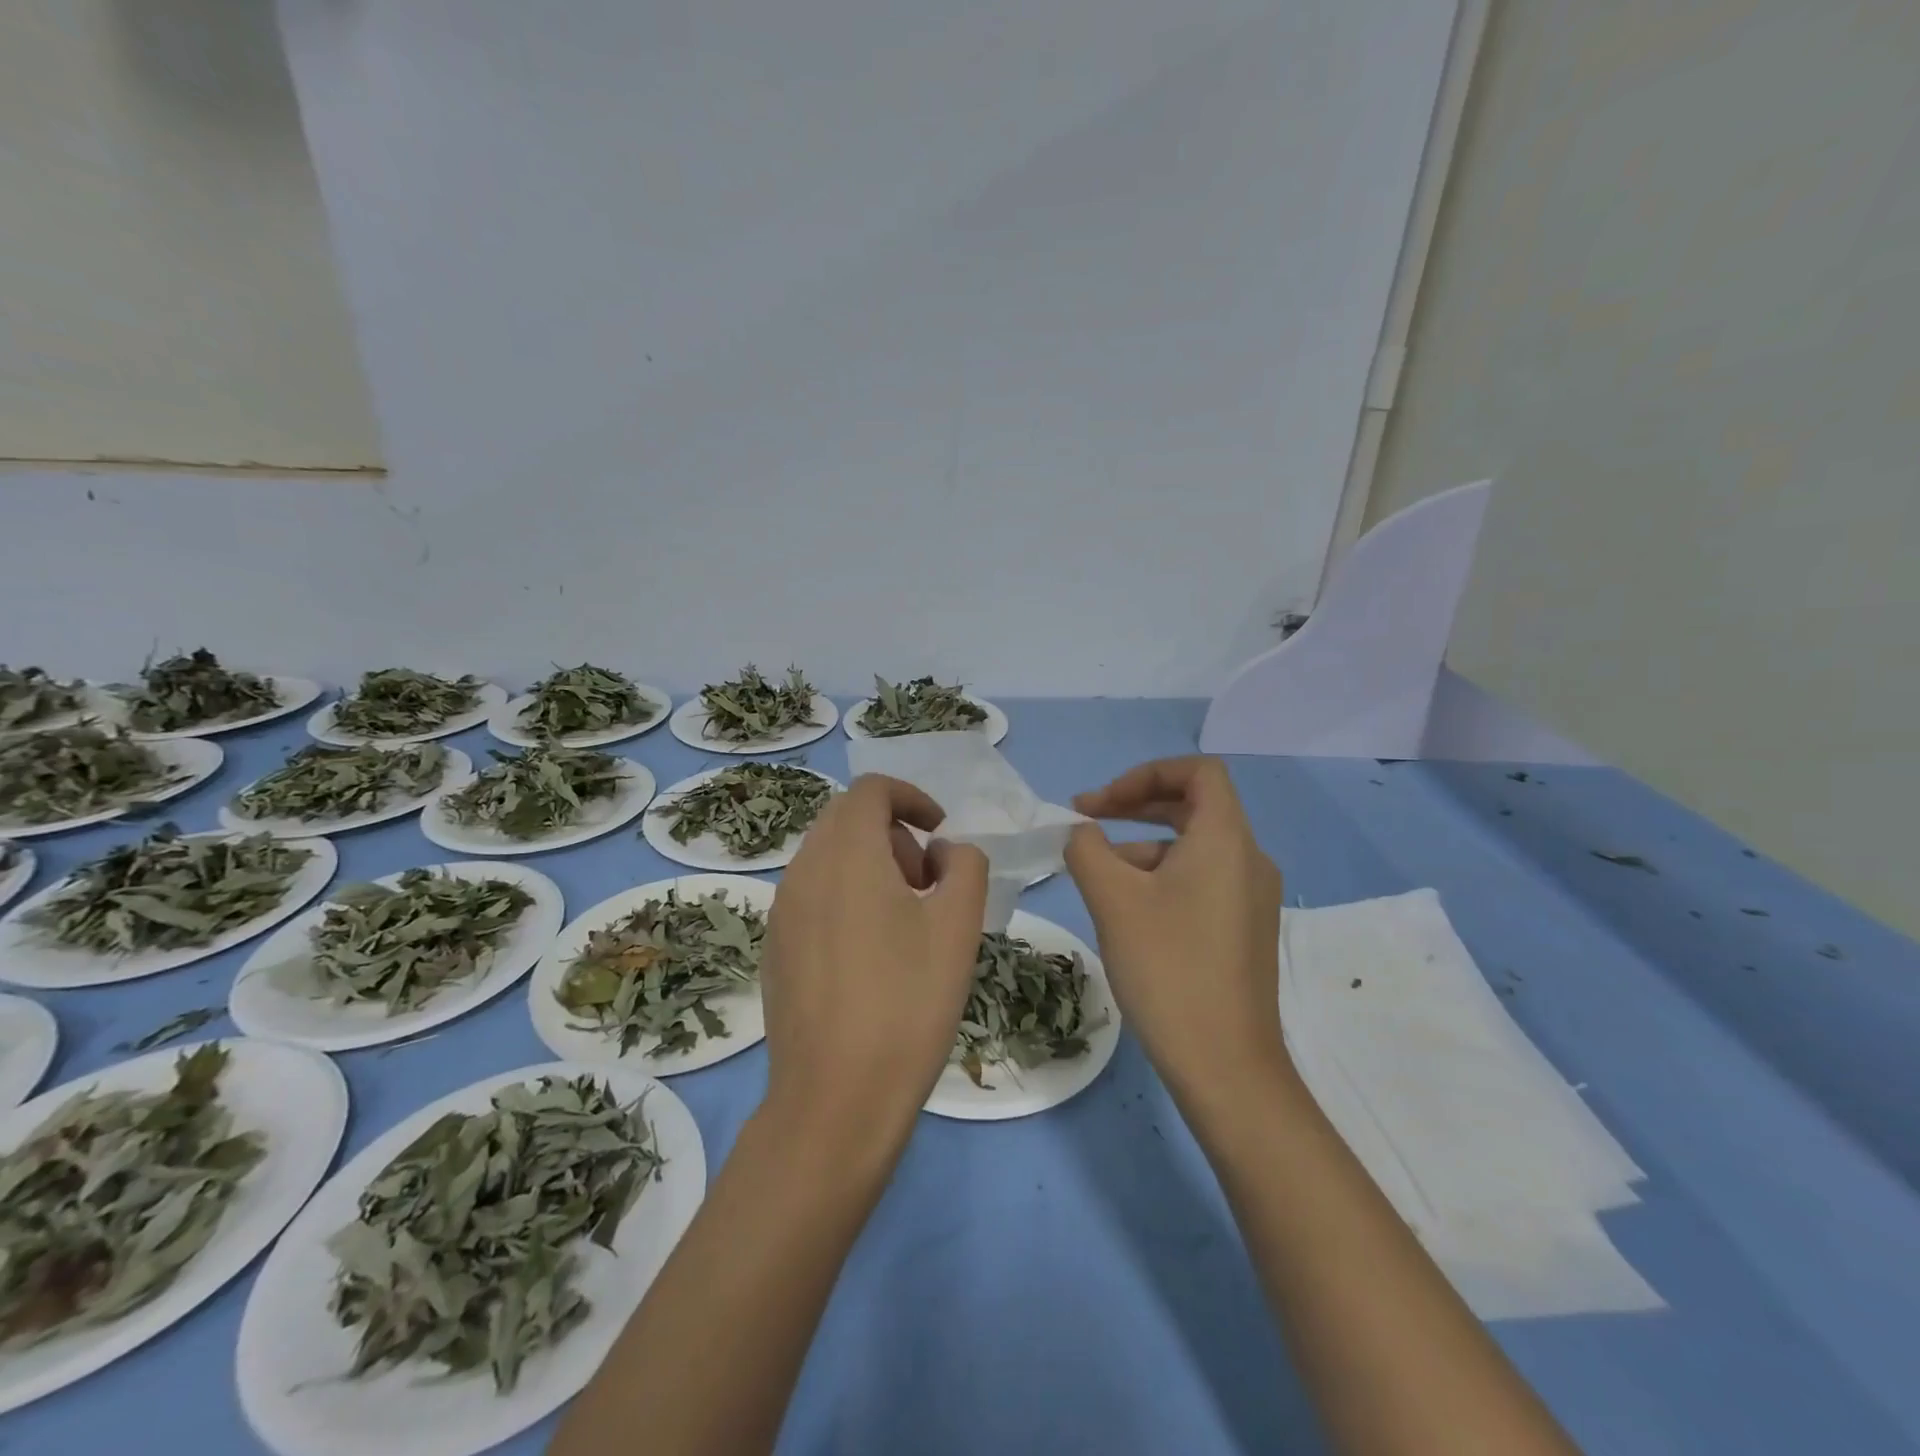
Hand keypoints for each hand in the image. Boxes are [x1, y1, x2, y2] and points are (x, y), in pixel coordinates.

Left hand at [760, 774, 987, 1150]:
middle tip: (928, 881)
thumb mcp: (959, 925)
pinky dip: (845, 893)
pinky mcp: (774, 945)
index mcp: (847, 854)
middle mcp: (804, 869)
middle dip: (893, 832)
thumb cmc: (908, 1002)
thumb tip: (942, 853)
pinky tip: (869, 951)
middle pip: (847, 818)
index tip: (940, 832)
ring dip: (870, 862)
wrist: (836, 1097)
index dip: (912, 797)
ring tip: (905, 918)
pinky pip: (812, 893)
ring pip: (827, 855)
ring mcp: (781, 909)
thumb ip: (964, 865)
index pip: (871, 790)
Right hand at [1066, 757, 1287, 1108]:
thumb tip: (1081, 833)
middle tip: (1086, 821)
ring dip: (1141, 846)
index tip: (1101, 803)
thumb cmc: (1168, 967)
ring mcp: (1251, 898)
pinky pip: (1201, 881)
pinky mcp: (1244, 930)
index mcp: (1226, 839)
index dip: (1145, 773)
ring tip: (1094, 875)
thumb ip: (1087, 849)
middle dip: (1135, 806)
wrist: (1225, 1066)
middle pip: (1193, 806)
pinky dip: (1161, 878)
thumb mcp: (1113, 899)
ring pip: (1192, 848)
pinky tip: (1125, 911)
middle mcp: (1248, 859)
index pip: (1197, 772)